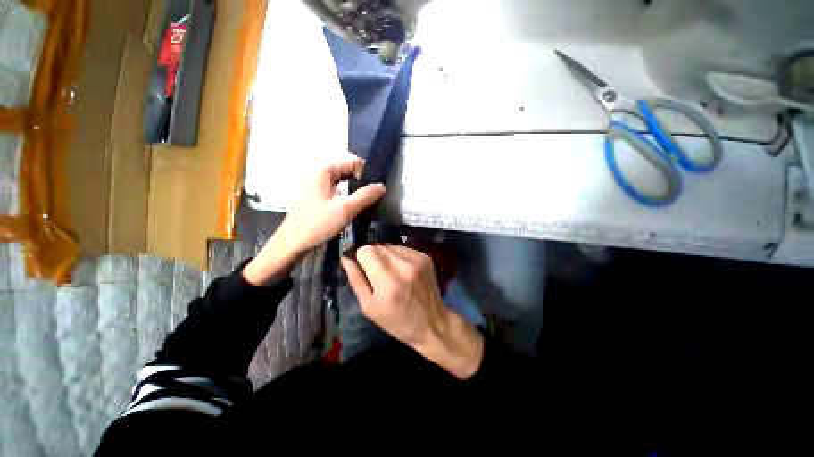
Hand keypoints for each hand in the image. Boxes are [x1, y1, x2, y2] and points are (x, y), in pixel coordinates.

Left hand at [243, 153, 385, 285]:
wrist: (293, 242)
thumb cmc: (319, 224)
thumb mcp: (347, 209)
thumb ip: (366, 195)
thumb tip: (382, 186)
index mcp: (324, 170)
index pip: (352, 161)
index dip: (366, 173)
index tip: (372, 191)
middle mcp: (317, 172)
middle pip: (346, 170)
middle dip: (360, 182)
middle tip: (370, 198)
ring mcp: (314, 184)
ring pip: (341, 181)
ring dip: (353, 190)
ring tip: (362, 204)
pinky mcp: (313, 195)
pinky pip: (334, 189)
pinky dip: (344, 195)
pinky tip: (348, 208)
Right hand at [341, 244, 484, 378]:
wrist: (432, 322)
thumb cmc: (397, 321)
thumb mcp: (369, 307)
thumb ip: (356, 280)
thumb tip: (346, 258)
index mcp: (387, 281)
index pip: (366, 250)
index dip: (361, 259)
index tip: (365, 270)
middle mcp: (403, 265)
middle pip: (377, 246)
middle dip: (373, 257)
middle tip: (378, 274)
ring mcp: (417, 259)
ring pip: (390, 245)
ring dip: (386, 256)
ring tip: (391, 273)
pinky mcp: (425, 257)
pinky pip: (402, 248)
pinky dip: (398, 256)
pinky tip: (402, 271)